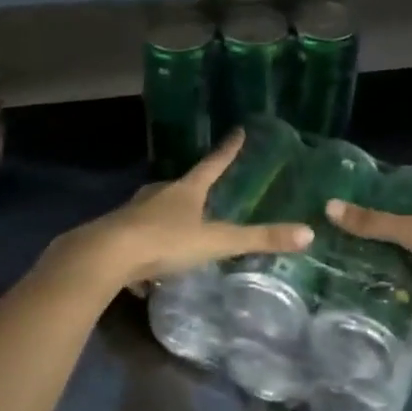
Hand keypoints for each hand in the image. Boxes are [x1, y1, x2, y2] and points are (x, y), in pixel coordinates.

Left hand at [57, 130, 314, 290]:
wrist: (104, 257)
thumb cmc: (164, 242)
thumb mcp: (216, 242)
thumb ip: (258, 239)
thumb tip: (307, 233)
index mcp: (185, 191)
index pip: (212, 164)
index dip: (227, 150)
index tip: (237, 131)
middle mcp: (158, 195)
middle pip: (180, 187)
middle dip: (192, 190)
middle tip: (205, 196)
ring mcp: (133, 214)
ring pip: (154, 213)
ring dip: (166, 222)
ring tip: (178, 238)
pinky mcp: (115, 236)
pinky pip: (136, 242)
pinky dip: (145, 256)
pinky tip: (146, 279)